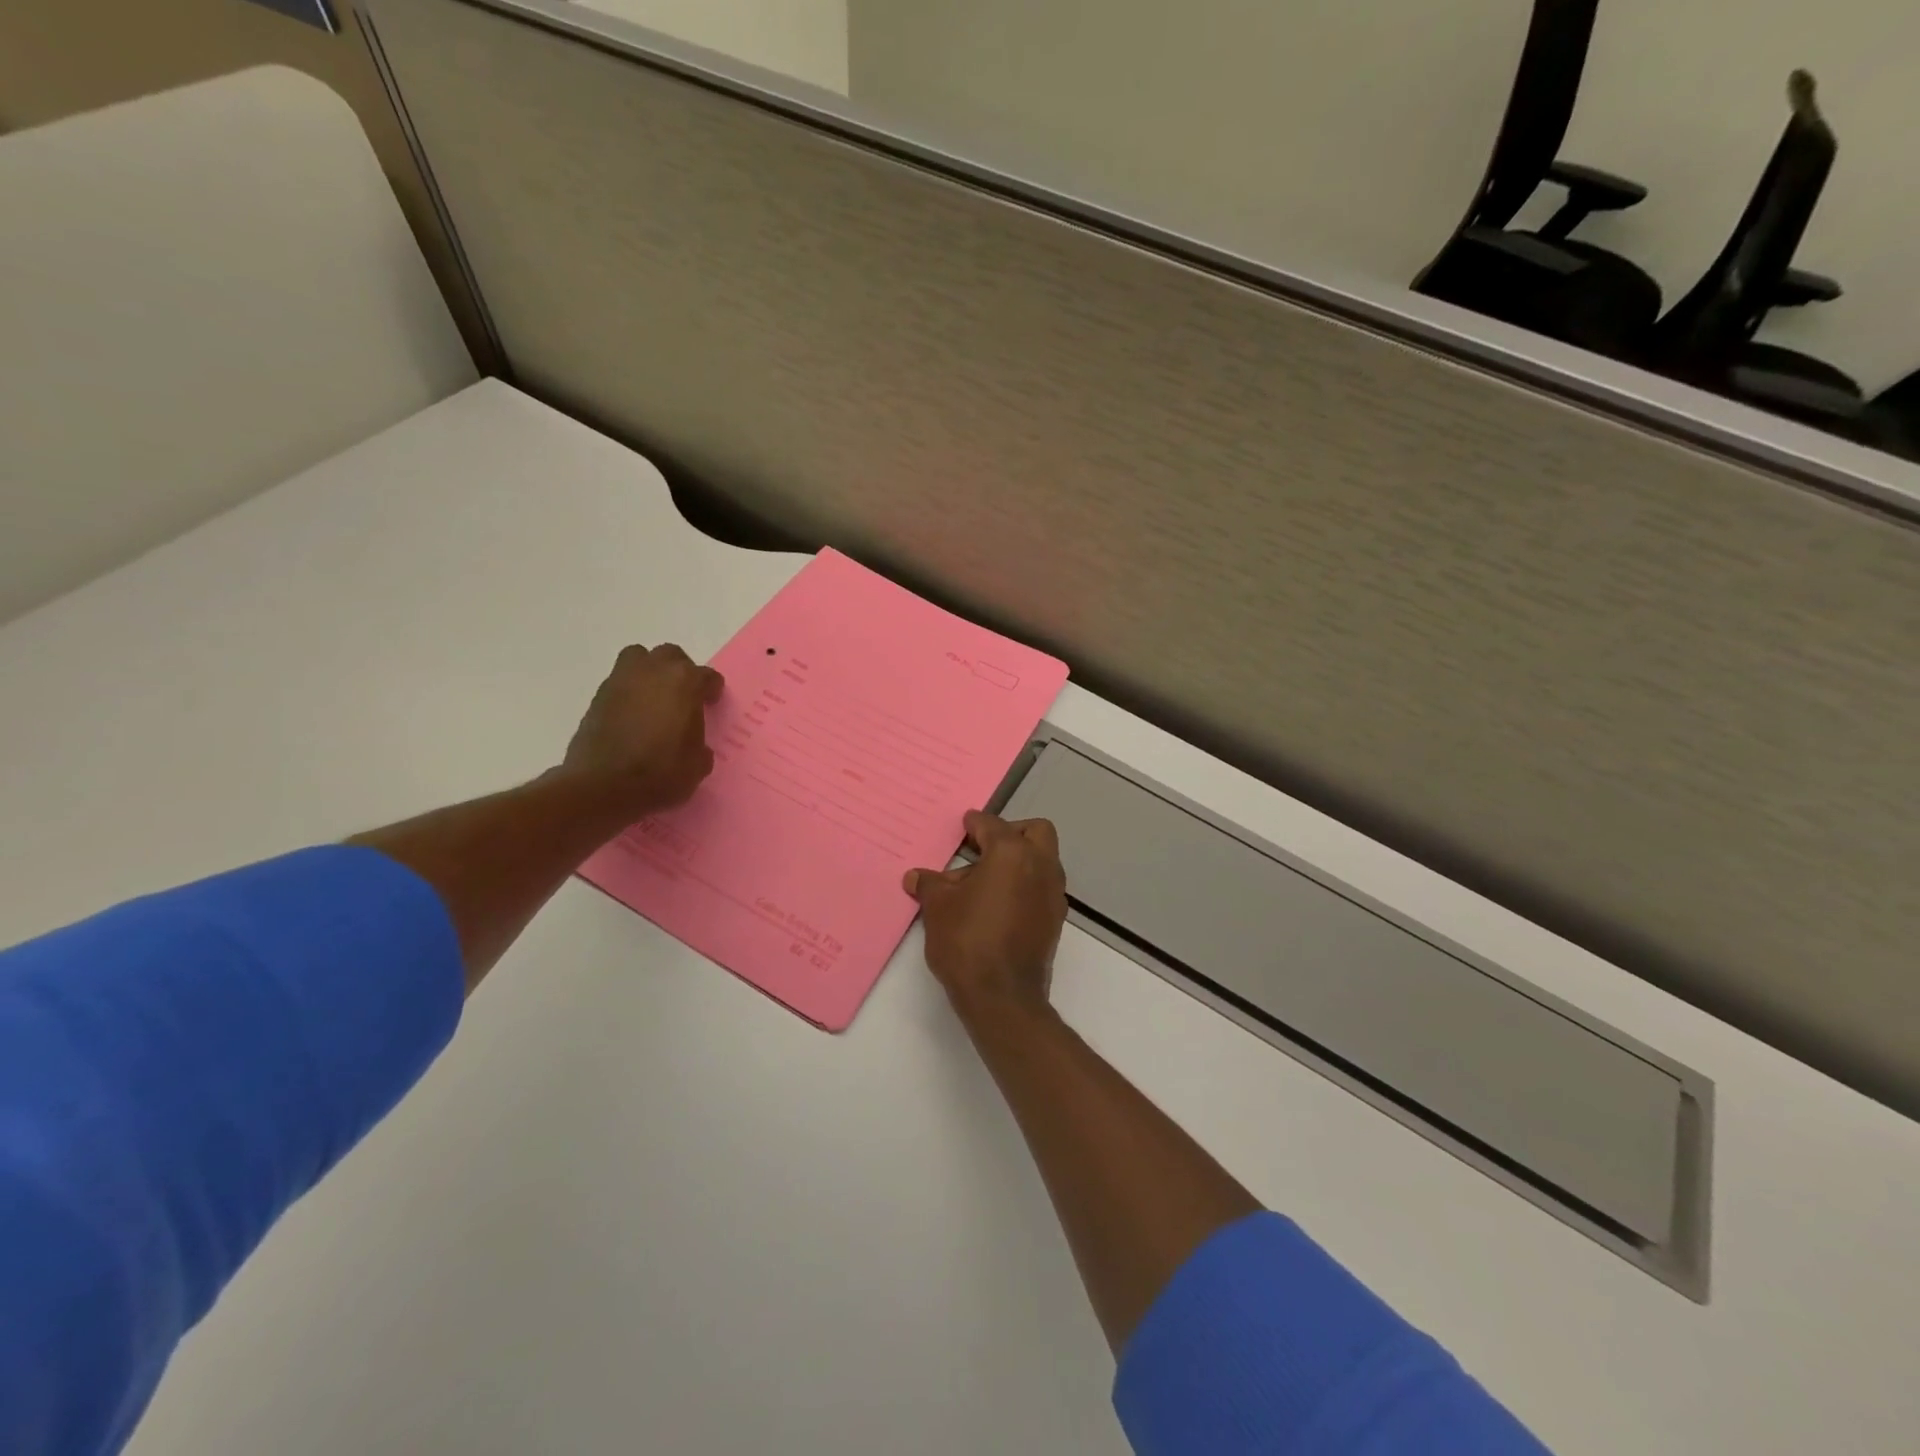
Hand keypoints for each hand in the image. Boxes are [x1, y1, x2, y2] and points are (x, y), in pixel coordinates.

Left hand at [563, 644, 724, 816]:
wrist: (603, 787)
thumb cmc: (661, 773)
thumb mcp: (697, 765)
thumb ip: (700, 745)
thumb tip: (693, 745)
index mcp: (685, 682)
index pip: (706, 676)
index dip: (711, 690)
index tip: (711, 703)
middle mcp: (653, 671)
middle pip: (670, 656)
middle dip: (679, 672)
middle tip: (683, 696)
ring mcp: (621, 681)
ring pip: (639, 659)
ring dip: (649, 672)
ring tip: (654, 699)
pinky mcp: (598, 697)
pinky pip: (620, 682)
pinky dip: (629, 693)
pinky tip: (633, 717)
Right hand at [905, 811, 1067, 1025]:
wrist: (1002, 996)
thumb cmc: (967, 941)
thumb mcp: (938, 908)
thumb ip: (930, 885)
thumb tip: (916, 877)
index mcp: (1012, 854)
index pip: (992, 825)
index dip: (975, 823)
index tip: (965, 824)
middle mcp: (1040, 866)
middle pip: (1034, 832)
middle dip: (1010, 833)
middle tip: (983, 847)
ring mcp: (1053, 894)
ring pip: (1042, 860)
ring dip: (1018, 861)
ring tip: (982, 881)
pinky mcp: (1055, 920)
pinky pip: (1041, 887)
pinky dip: (1024, 885)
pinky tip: (996, 904)